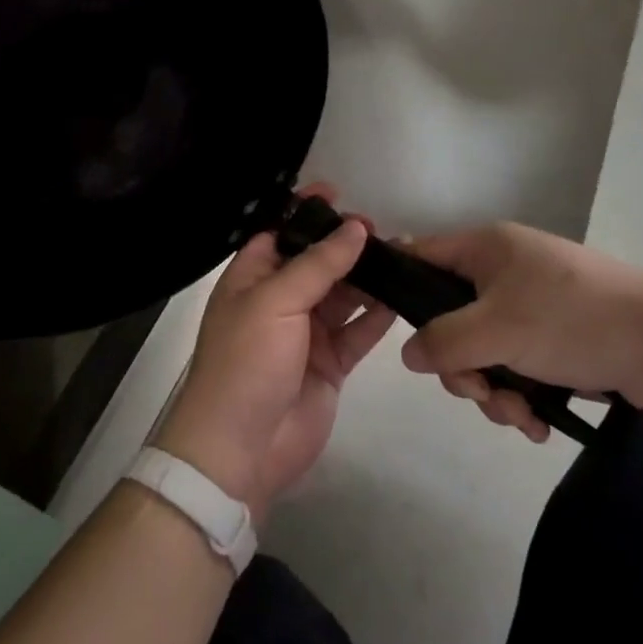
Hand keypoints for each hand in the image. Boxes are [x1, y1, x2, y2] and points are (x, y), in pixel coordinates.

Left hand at [154, 187, 395, 520]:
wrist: (240, 449)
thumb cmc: (246, 361)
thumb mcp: (275, 300)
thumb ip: (319, 263)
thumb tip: (356, 228)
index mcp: (253, 277)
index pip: (282, 232)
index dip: (307, 212)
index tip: (338, 194)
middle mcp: (280, 299)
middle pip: (318, 261)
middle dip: (346, 244)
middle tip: (382, 229)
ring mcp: (307, 332)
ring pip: (343, 294)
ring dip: (368, 276)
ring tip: (402, 255)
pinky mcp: (331, 363)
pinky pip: (358, 330)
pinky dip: (378, 314)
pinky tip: (402, 296)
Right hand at [400, 223, 642, 440]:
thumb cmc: (573, 320)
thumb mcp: (497, 330)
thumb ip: (443, 341)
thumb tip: (408, 353)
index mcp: (486, 248)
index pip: (421, 255)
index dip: (402, 289)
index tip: (397, 333)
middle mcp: (503, 270)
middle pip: (450, 317)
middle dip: (462, 366)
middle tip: (481, 392)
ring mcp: (531, 304)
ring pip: (484, 350)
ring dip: (494, 391)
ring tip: (522, 416)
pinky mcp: (556, 337)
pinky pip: (516, 365)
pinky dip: (521, 395)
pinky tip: (540, 423)